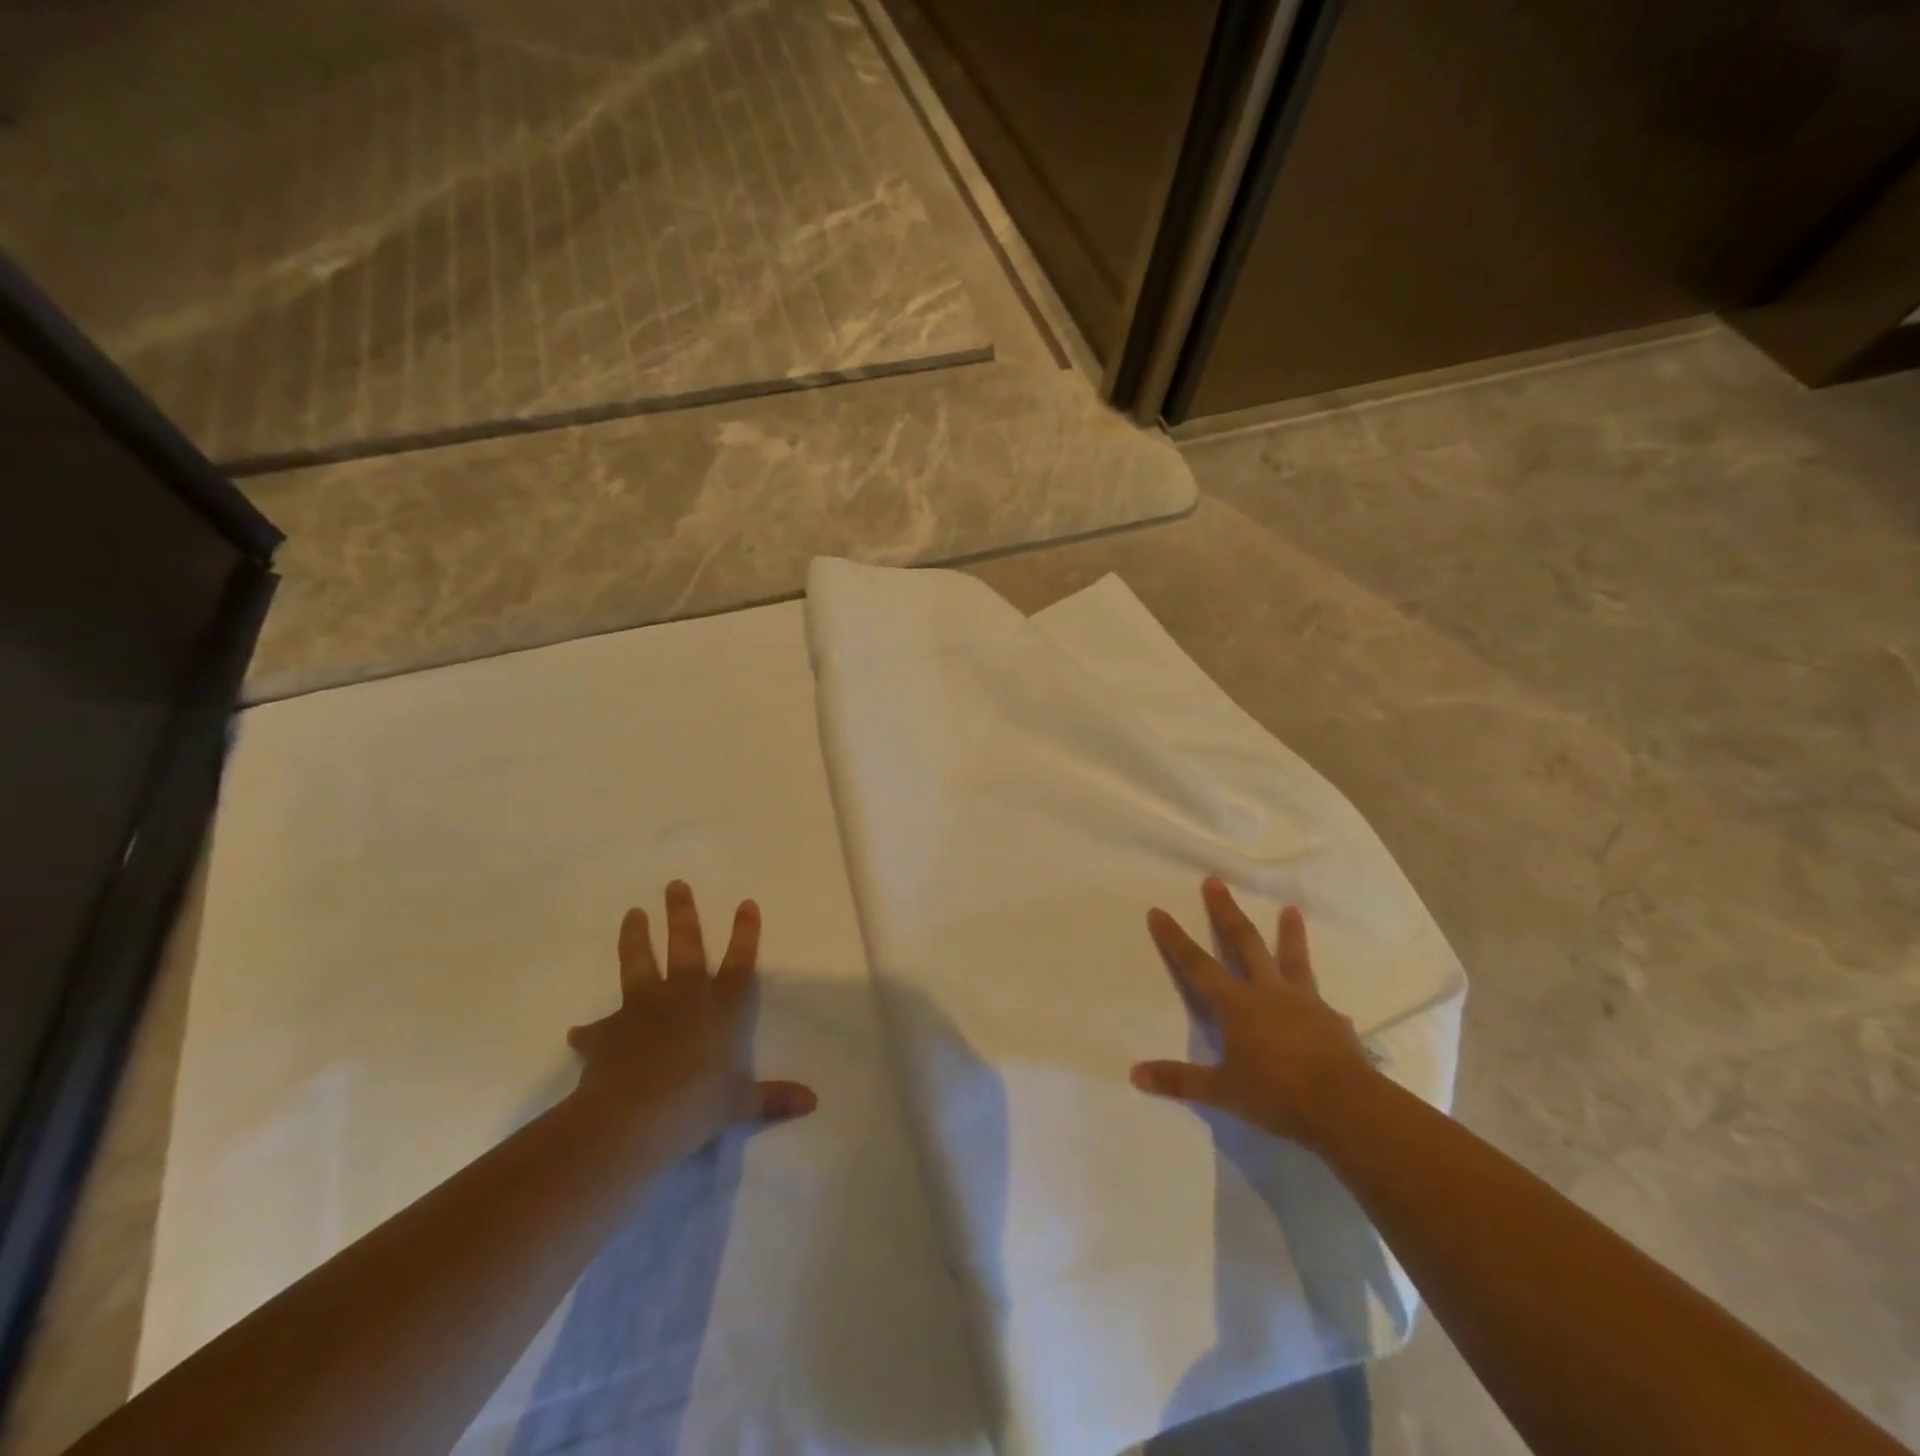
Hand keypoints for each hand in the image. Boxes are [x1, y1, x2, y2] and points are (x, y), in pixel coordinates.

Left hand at [567, 881, 815, 1162]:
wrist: (632, 1118)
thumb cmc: (695, 1105)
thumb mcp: (739, 1104)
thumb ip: (772, 1098)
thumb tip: (812, 1102)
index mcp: (720, 1010)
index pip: (739, 963)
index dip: (745, 934)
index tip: (745, 902)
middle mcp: (684, 998)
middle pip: (685, 947)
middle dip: (682, 914)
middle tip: (674, 885)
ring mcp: (643, 1010)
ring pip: (639, 964)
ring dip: (635, 938)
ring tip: (632, 914)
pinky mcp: (608, 1031)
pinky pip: (597, 1029)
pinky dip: (590, 1031)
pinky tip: (579, 1032)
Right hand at [1133, 876, 1377, 1148]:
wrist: (1346, 1106)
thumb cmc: (1277, 1094)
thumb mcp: (1222, 1091)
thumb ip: (1180, 1080)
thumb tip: (1135, 1074)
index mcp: (1236, 1004)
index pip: (1197, 964)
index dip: (1175, 939)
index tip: (1158, 910)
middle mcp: (1268, 992)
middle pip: (1243, 941)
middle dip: (1226, 911)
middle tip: (1215, 881)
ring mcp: (1304, 1001)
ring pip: (1292, 958)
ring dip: (1289, 932)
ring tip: (1292, 909)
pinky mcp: (1332, 1019)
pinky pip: (1319, 1000)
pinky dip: (1314, 995)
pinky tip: (1322, 1003)